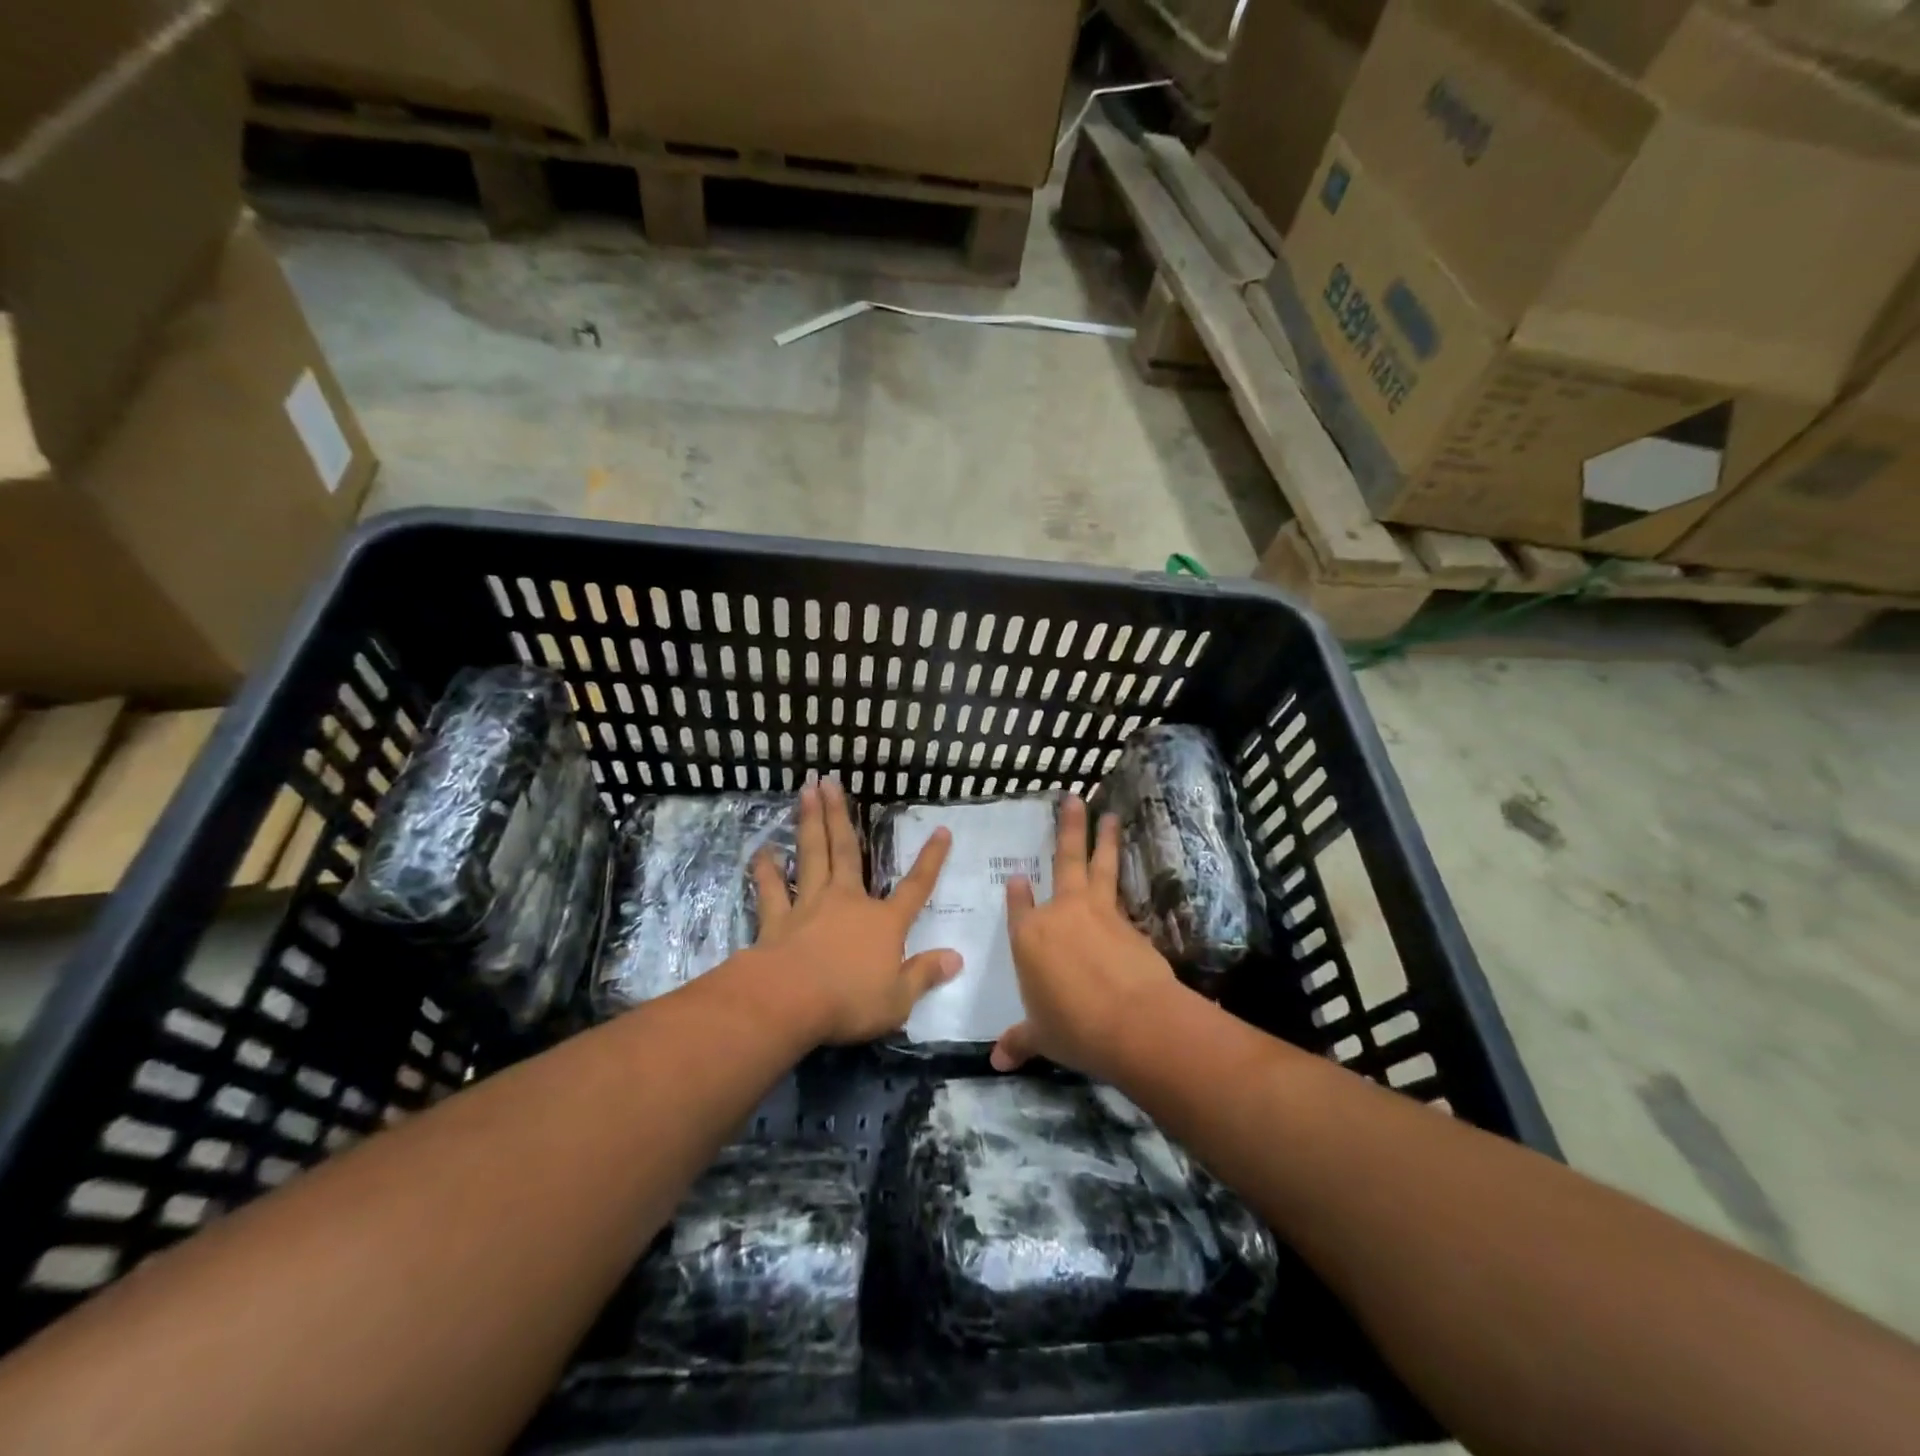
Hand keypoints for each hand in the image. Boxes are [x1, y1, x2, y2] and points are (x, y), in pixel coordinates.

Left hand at [748, 777, 958, 1044]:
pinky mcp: (777, 919)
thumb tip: (957, 958)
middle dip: (841, 815)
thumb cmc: (850, 1001)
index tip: (942, 831)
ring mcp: (809, 905)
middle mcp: (847, 902)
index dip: (931, 860)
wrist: (790, 1002)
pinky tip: (762, 851)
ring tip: (805, 792)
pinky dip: (766, 870)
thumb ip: (925, 975)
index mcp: (883, 921)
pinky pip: (771, 889)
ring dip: (808, 823)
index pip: (916, 887)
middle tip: (830, 781)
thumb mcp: (899, 999)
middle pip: (847, 851)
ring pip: (811, 855)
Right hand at [991, 794, 1179, 1080]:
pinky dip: (1123, 878)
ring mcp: (1097, 912)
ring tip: (1109, 813)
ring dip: (1104, 837)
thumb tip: (997, 1060)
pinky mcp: (1128, 922)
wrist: (1134, 1022)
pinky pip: (1121, 894)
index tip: (1018, 877)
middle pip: (1063, 861)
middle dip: (1068, 828)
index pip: (1019, 906)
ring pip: (1099, 865)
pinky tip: (1127, 875)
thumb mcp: (1042, 1037)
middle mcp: (1061, 913)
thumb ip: (1020, 1041)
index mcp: (1029, 937)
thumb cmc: (1074, 1028)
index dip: (1018, 892)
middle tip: (1074, 798)